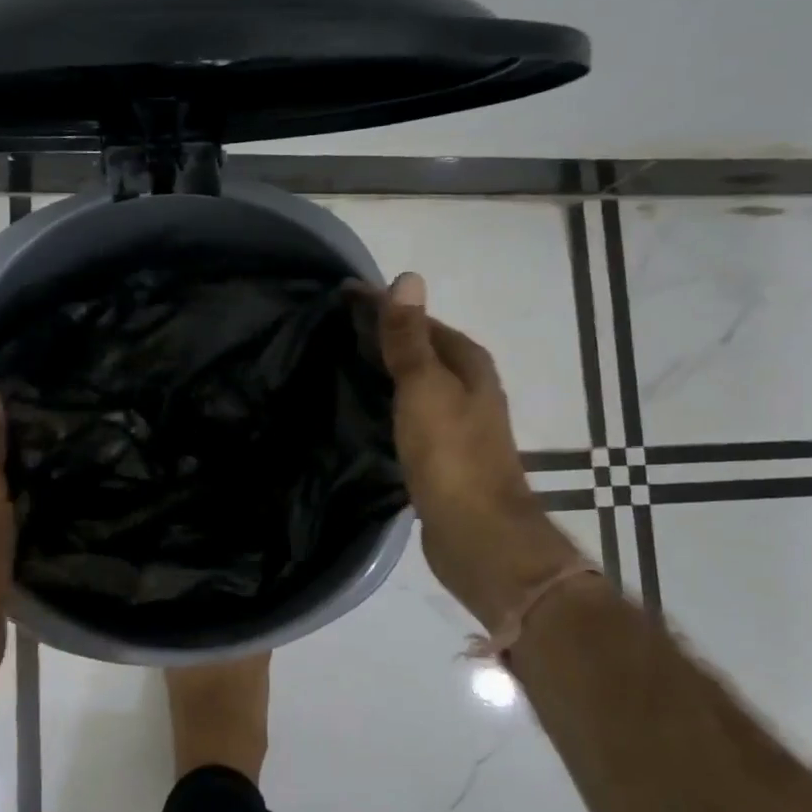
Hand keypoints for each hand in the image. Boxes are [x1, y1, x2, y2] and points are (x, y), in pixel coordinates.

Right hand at [376, 273, 577, 622]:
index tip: (341, 296)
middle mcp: (468, 387)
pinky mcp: (444, 454)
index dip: (383, 305)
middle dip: (383, 335)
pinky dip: (389, 403)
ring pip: (416, 383)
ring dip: (386, 370)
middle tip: (334, 329)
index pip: (419, 319)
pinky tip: (366, 411)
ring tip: (342, 363)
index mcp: (467, 364)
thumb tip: (407, 277)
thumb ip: (410, 337)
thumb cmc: (451, 455)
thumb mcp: (425, 387)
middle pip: (421, 349)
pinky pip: (411, 413)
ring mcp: (458, 423)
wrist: (478, 534)